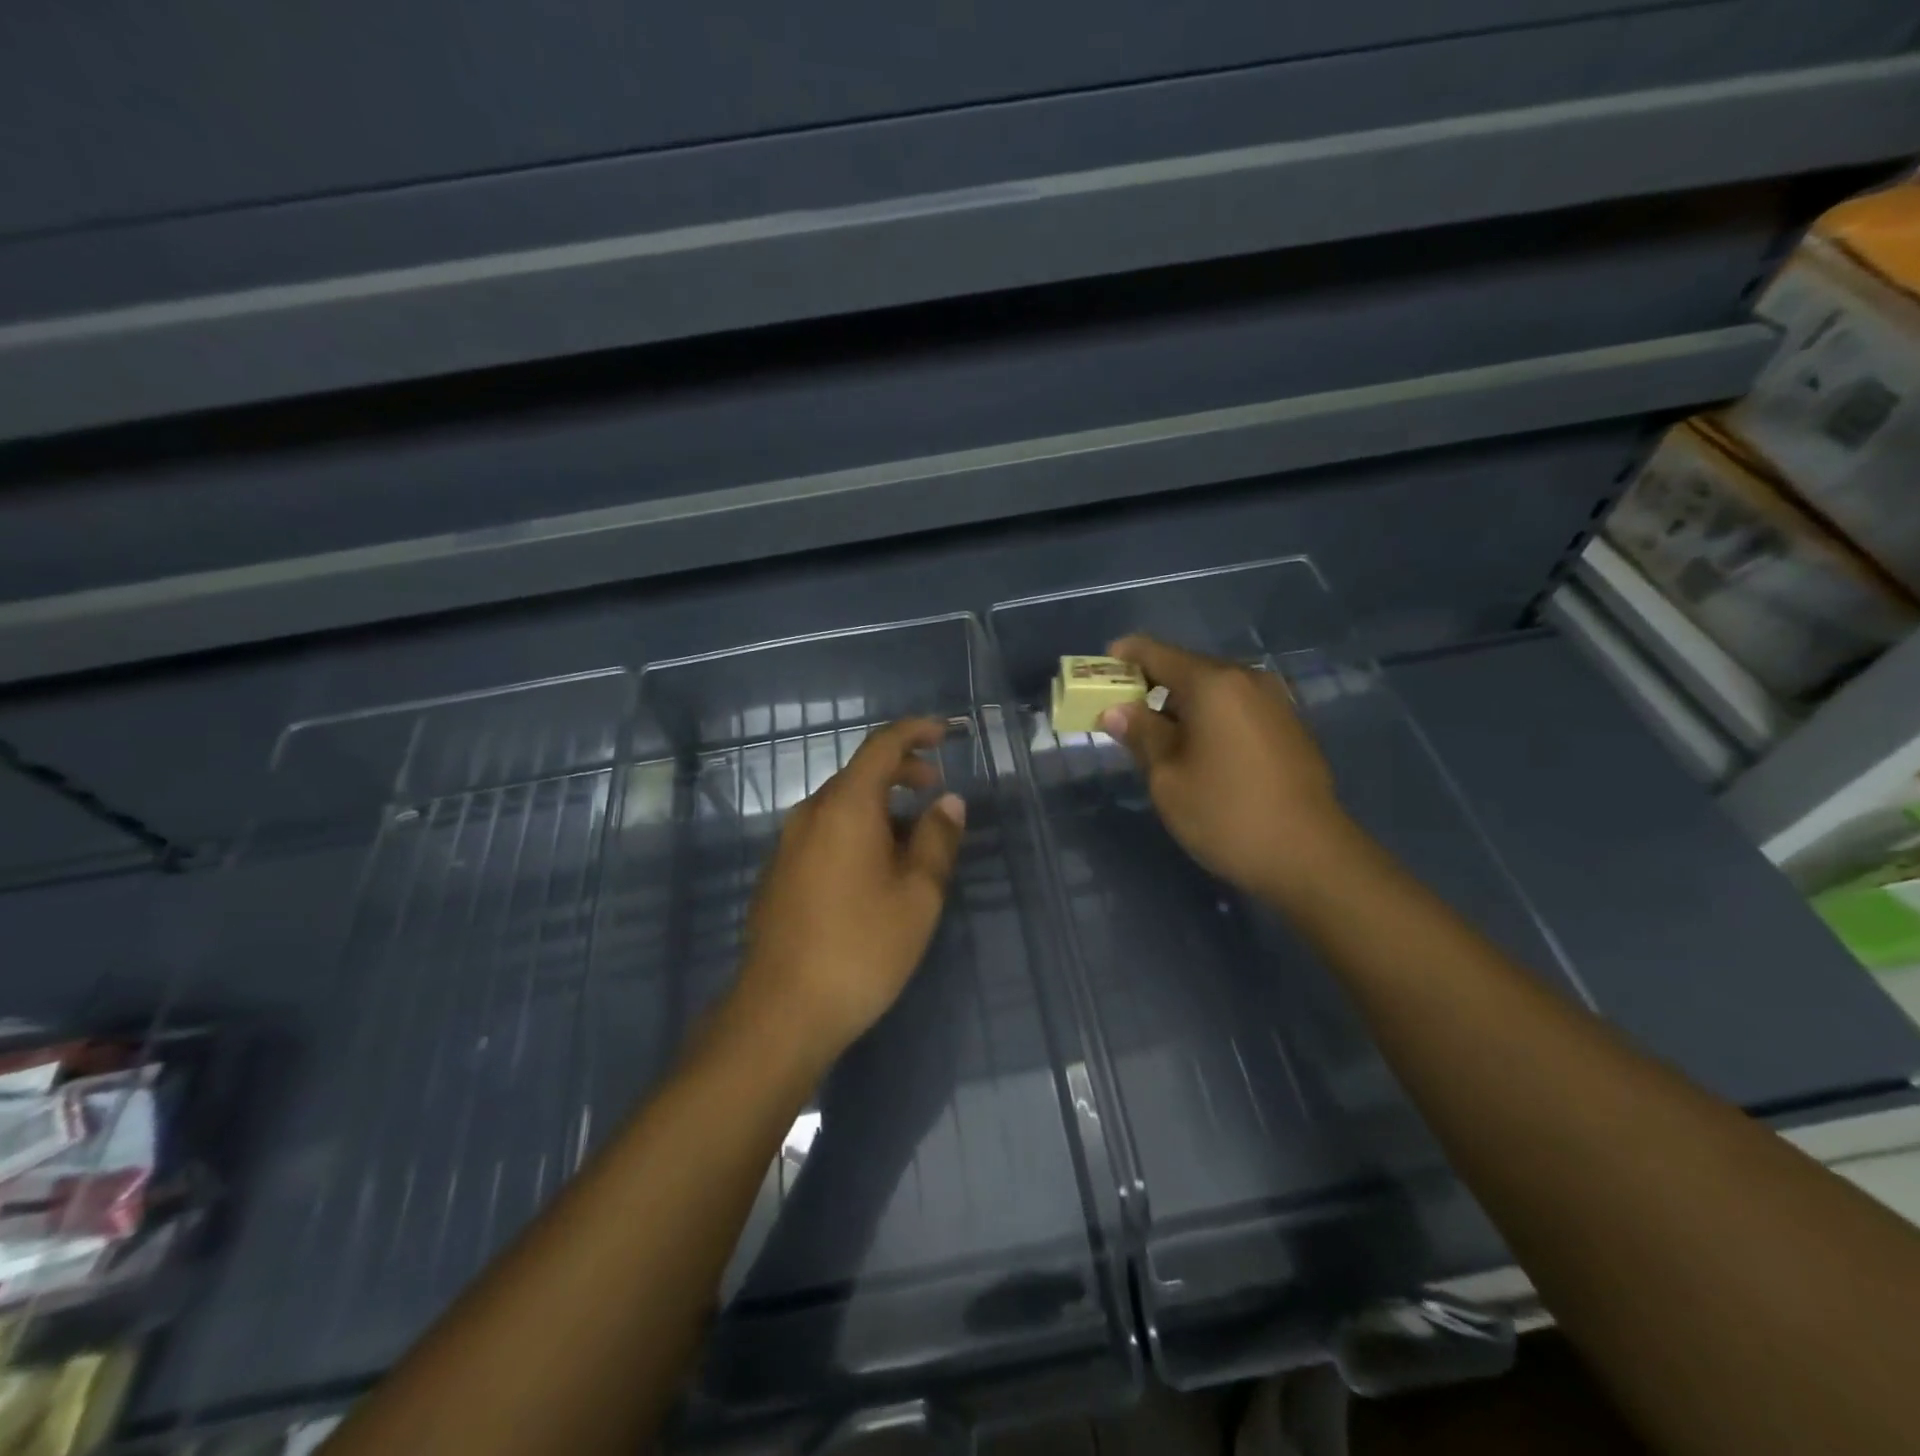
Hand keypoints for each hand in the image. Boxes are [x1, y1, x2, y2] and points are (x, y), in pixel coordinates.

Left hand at [734, 718, 966, 1068]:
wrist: (781, 1011)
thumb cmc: (861, 948)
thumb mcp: (918, 894)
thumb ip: (938, 839)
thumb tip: (949, 801)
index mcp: (846, 806)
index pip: (882, 746)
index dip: (916, 731)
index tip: (946, 733)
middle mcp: (811, 814)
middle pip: (860, 774)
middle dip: (902, 773)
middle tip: (937, 791)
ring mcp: (788, 844)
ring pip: (842, 806)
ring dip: (881, 808)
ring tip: (914, 842)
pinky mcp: (779, 873)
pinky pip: (825, 833)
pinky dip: (857, 832)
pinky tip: (875, 872)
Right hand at [1099, 635, 1354, 905]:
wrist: (1310, 856)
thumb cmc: (1226, 814)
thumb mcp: (1167, 777)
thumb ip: (1141, 734)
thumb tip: (1116, 710)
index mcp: (1213, 684)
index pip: (1156, 652)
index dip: (1124, 657)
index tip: (1099, 670)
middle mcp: (1246, 679)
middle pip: (1187, 667)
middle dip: (1150, 683)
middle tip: (1120, 710)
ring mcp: (1274, 701)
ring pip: (1213, 689)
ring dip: (1180, 702)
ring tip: (1155, 733)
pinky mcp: (1289, 726)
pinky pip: (1236, 706)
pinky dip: (1209, 716)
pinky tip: (1197, 747)